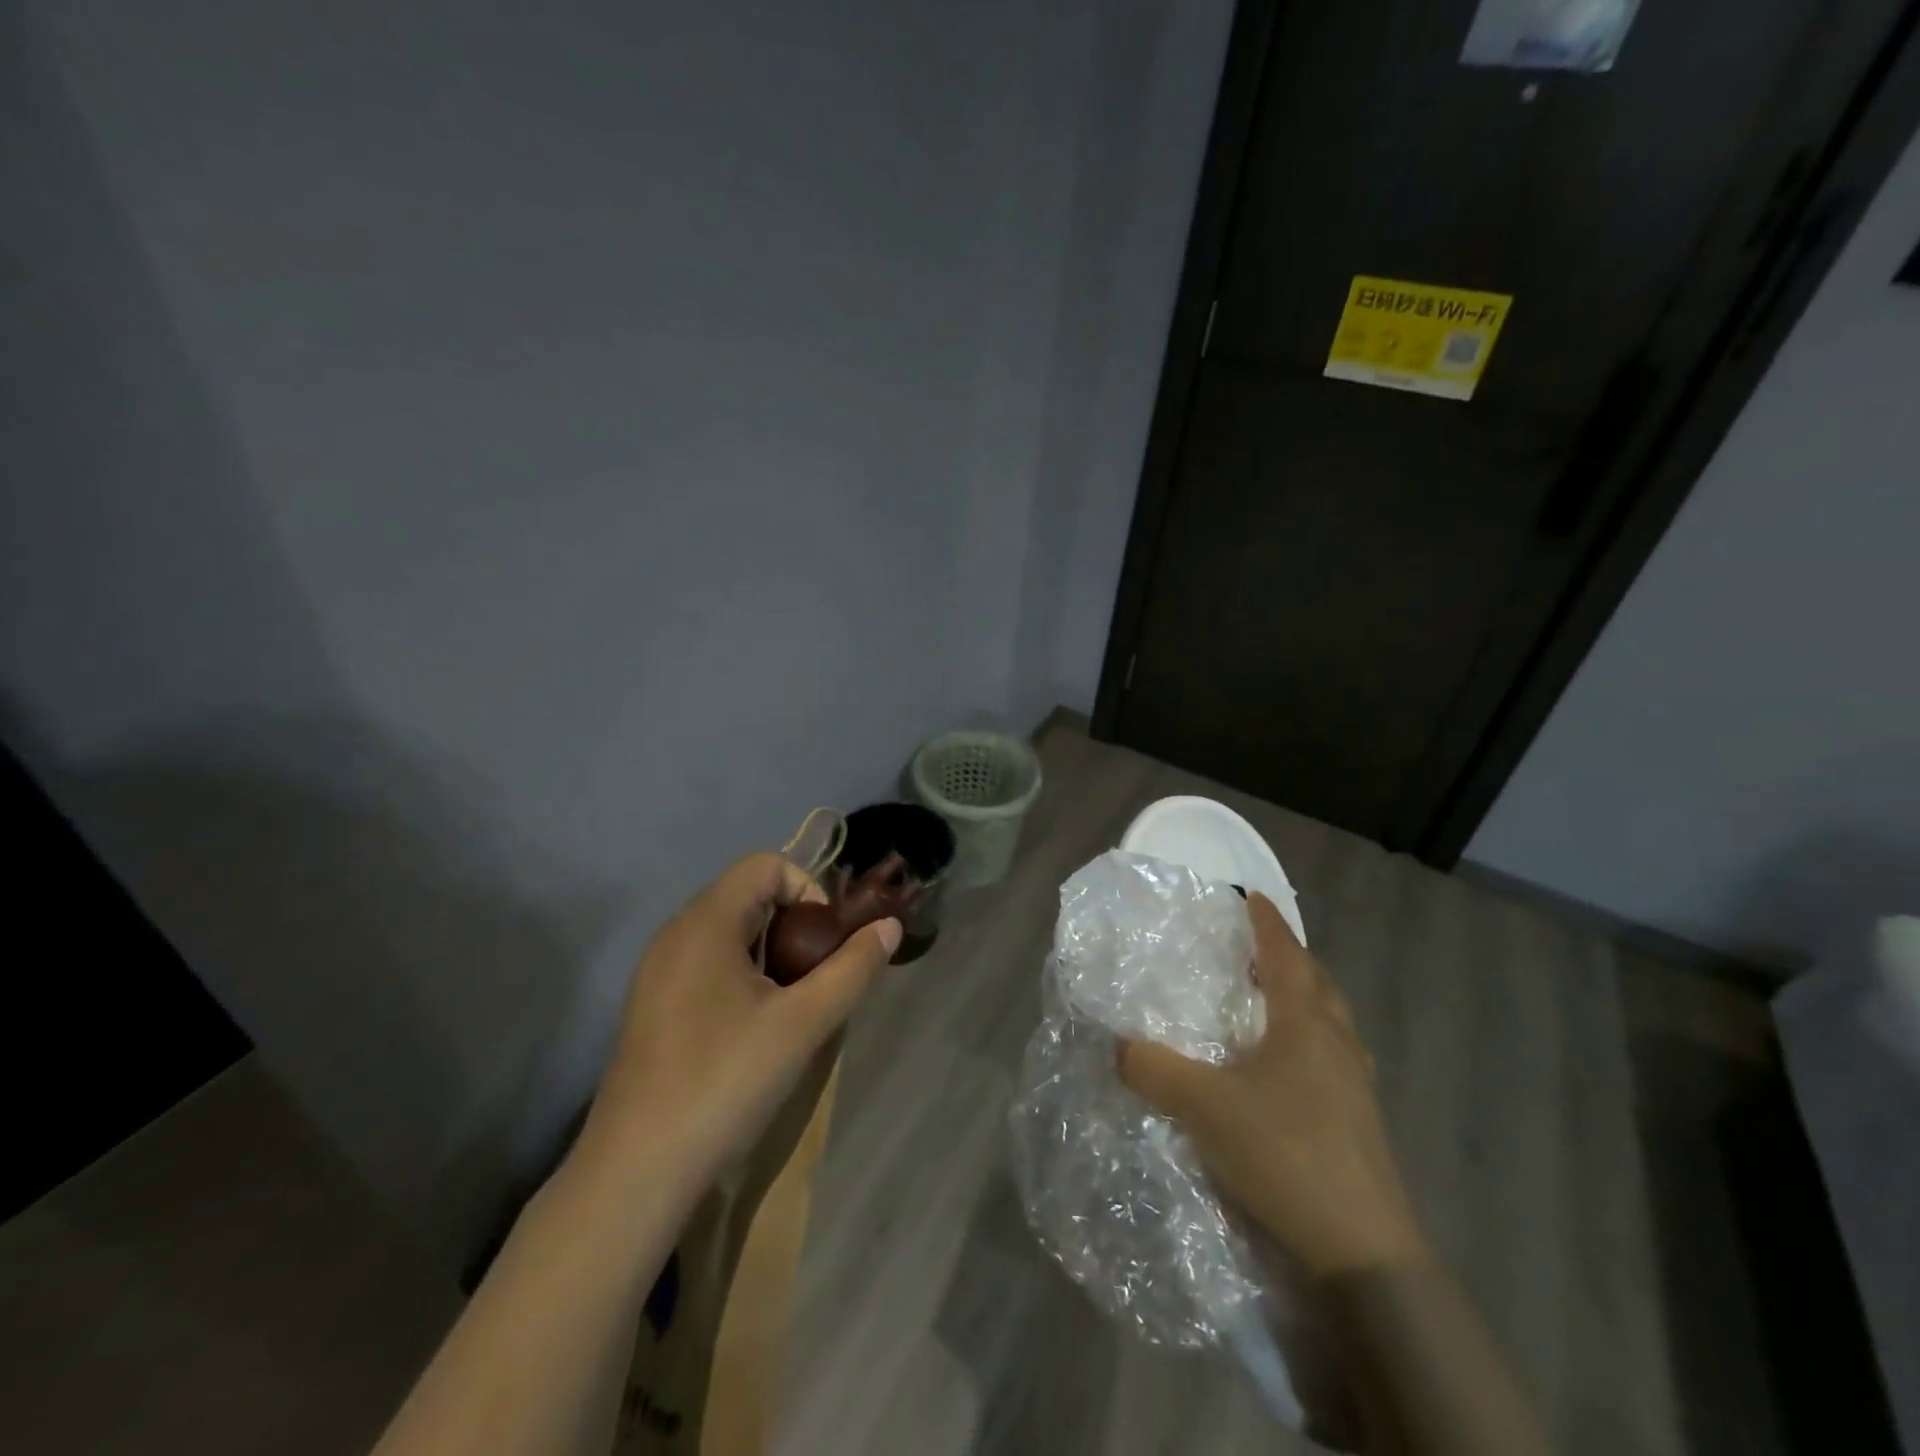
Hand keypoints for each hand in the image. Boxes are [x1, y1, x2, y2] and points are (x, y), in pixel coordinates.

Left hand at [584, 853, 899, 1188]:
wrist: (636, 1174)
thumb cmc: (724, 1082)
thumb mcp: (803, 1024)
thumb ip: (852, 969)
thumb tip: (889, 927)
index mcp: (705, 923)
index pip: (766, 865)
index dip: (809, 890)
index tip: (826, 944)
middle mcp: (675, 934)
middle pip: (749, 896)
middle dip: (795, 926)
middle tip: (816, 979)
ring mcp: (657, 972)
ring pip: (730, 933)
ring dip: (772, 954)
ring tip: (792, 1006)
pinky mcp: (652, 1007)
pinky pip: (708, 964)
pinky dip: (743, 976)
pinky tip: (754, 1030)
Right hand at [1119, 892, 1426, 1279]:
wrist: (1362, 1251)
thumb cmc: (1283, 1153)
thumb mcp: (1202, 1106)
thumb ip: (1154, 1069)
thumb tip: (1119, 1045)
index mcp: (1304, 1025)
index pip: (1285, 956)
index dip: (1267, 924)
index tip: (1253, 896)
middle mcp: (1336, 1045)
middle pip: (1318, 985)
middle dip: (1291, 959)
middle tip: (1260, 948)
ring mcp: (1356, 1088)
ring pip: (1332, 1024)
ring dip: (1306, 1001)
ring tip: (1276, 1002)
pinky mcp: (1361, 1127)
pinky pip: (1335, 1061)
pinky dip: (1312, 1044)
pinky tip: (1292, 1070)